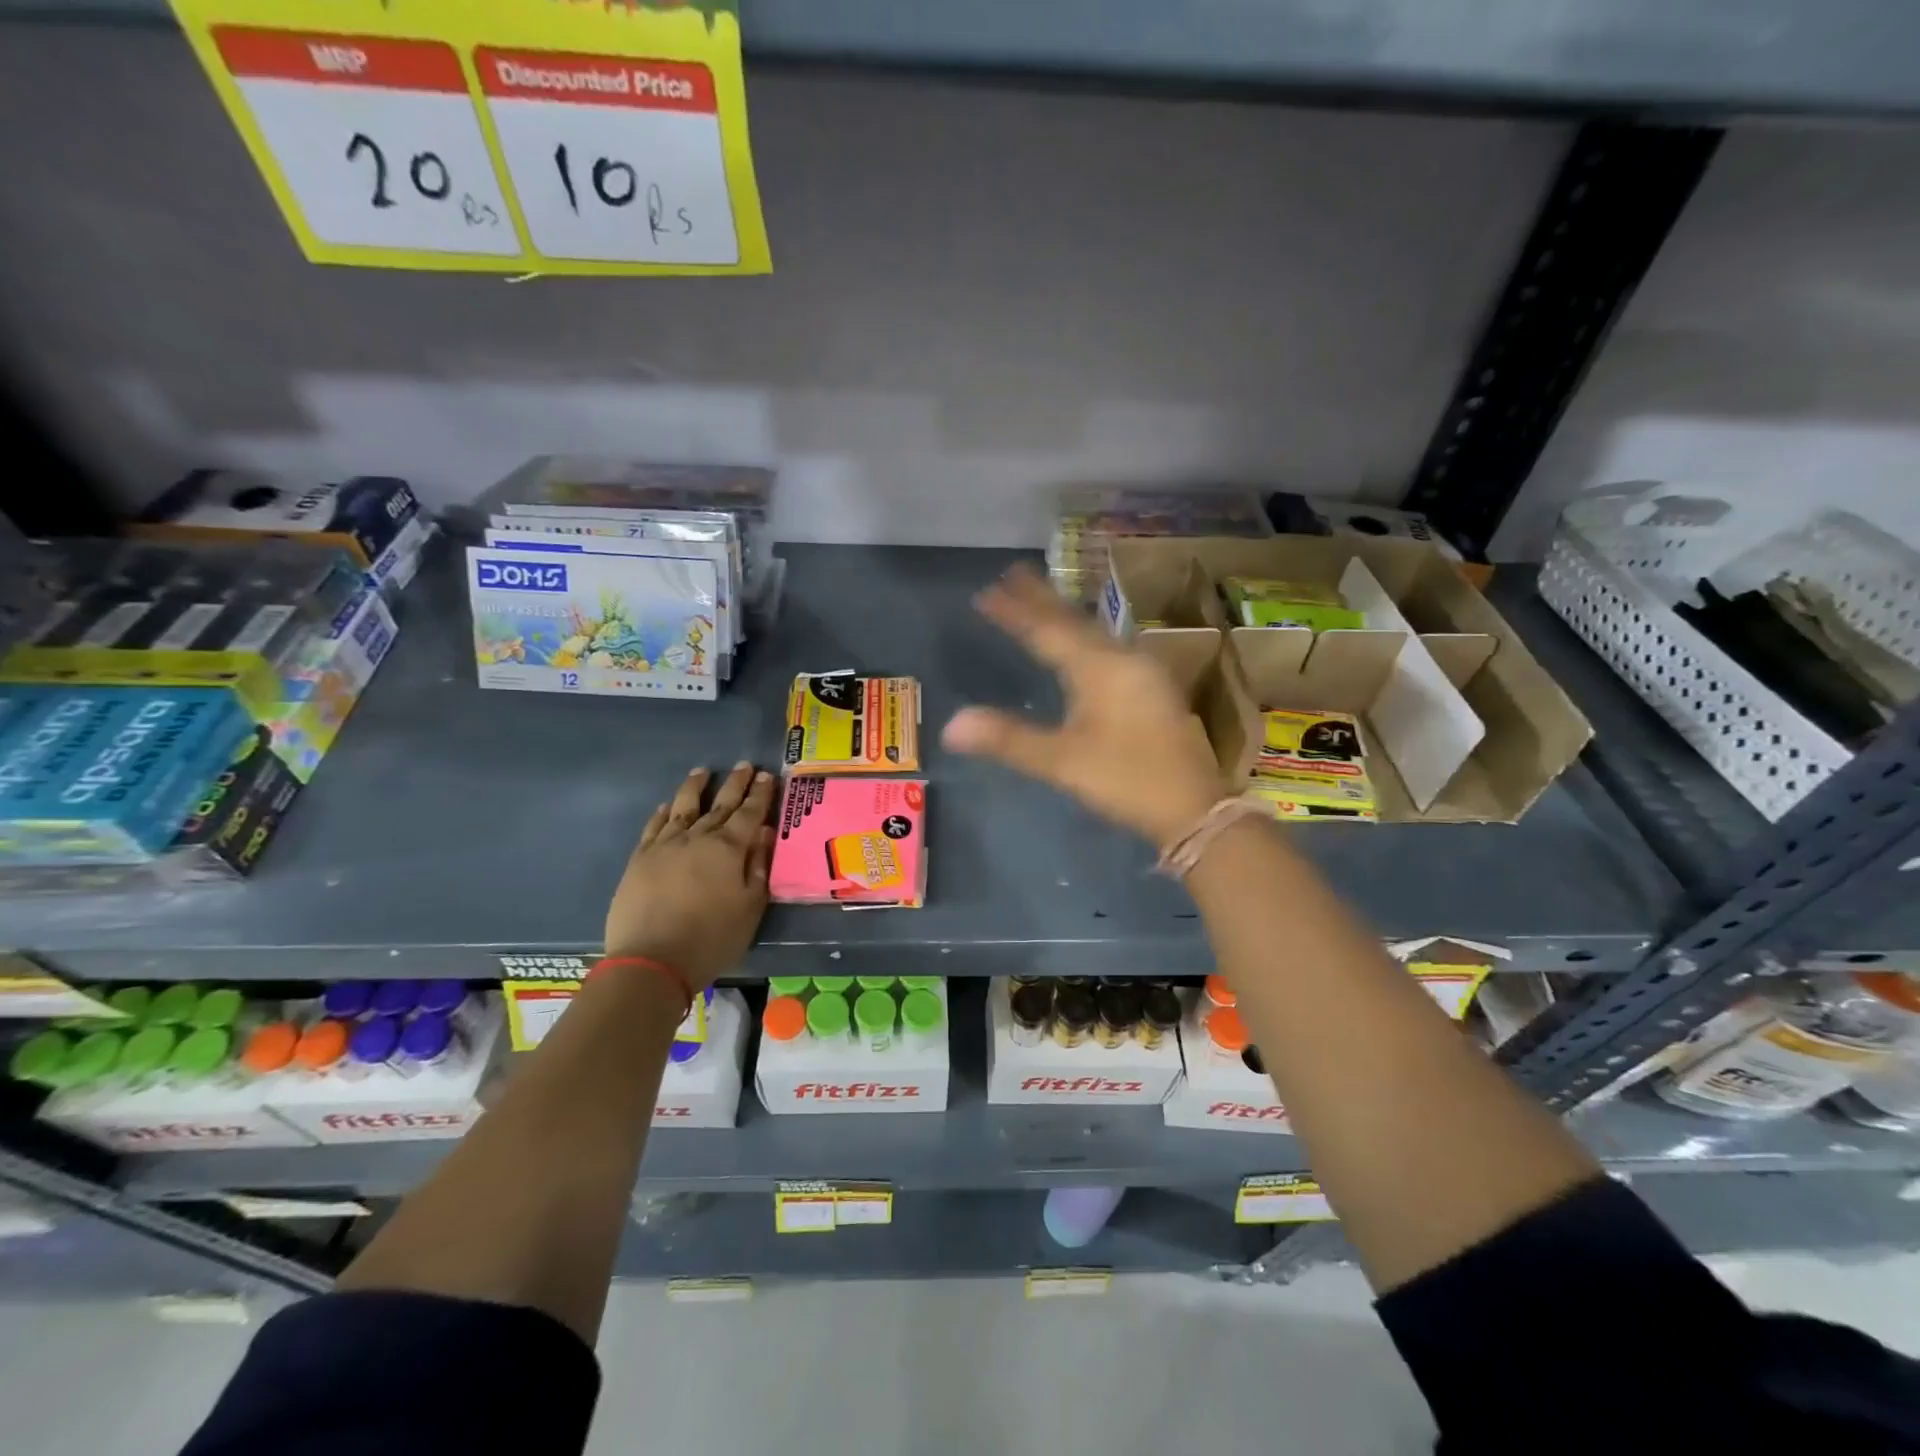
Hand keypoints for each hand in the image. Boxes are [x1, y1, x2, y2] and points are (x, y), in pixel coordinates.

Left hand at [604, 763, 776, 987]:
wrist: (652, 961)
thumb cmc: (712, 938)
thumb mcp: (750, 906)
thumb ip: (758, 866)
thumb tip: (764, 833)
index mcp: (729, 849)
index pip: (749, 813)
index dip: (760, 794)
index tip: (767, 775)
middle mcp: (697, 838)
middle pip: (719, 804)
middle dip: (734, 784)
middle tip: (744, 765)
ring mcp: (665, 846)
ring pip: (682, 808)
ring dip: (695, 788)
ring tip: (702, 772)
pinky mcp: (640, 860)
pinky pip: (654, 827)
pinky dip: (663, 813)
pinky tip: (667, 807)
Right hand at [942, 564, 1225, 845]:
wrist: (1194, 808)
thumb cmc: (1127, 780)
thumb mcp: (1063, 762)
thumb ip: (1009, 740)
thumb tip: (951, 725)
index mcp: (1099, 669)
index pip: (1047, 631)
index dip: (1015, 612)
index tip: (986, 591)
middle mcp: (1122, 659)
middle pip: (1074, 622)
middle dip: (1042, 599)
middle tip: (1013, 573)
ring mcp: (1142, 673)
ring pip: (1094, 632)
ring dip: (1064, 615)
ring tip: (1040, 599)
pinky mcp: (1152, 689)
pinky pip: (1108, 647)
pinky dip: (1084, 635)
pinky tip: (1082, 642)